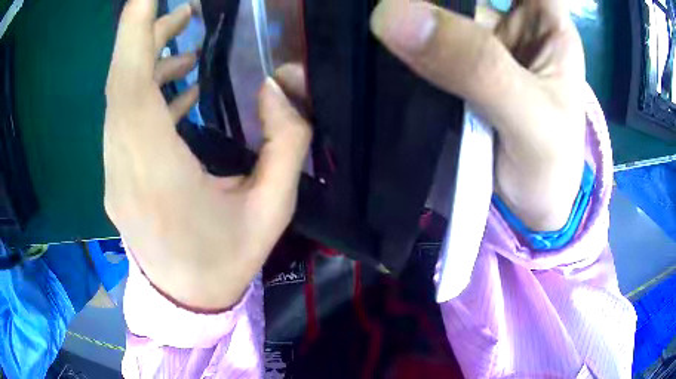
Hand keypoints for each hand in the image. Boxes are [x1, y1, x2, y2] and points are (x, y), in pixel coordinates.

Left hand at [104, 0, 310, 310]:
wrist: (188, 302)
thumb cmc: (227, 261)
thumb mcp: (273, 209)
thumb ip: (285, 142)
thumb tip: (280, 83)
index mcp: (157, 173)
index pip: (129, 85)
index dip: (134, 33)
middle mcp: (123, 167)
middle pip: (120, 83)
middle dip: (144, 34)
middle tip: (184, 9)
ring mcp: (113, 173)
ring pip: (118, 99)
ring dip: (146, 61)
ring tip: (183, 39)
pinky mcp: (116, 177)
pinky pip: (122, 120)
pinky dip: (144, 92)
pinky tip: (174, 87)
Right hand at [371, 0, 585, 231]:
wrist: (526, 212)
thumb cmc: (550, 170)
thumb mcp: (531, 120)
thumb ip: (478, 67)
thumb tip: (393, 14)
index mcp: (546, 22)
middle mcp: (511, 21)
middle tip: (385, 1)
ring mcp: (480, 41)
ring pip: (440, 5)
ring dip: (409, 5)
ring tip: (374, 10)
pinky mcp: (453, 65)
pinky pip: (422, 35)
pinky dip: (399, 30)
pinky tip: (375, 29)